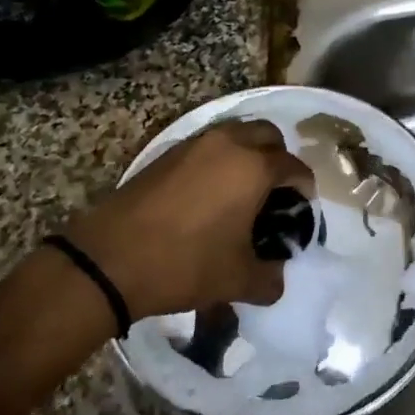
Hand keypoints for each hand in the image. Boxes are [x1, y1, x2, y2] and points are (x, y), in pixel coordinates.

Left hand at [64, 119, 313, 318]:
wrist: (109, 260)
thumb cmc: (184, 264)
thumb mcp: (237, 281)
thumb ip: (270, 279)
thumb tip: (277, 277)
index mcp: (253, 167)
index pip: (294, 166)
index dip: (304, 187)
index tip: (302, 209)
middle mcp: (227, 144)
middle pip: (268, 134)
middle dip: (278, 158)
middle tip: (275, 192)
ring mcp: (193, 144)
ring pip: (235, 134)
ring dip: (247, 154)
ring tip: (243, 192)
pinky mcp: (166, 154)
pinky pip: (206, 146)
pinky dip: (219, 160)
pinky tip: (210, 195)